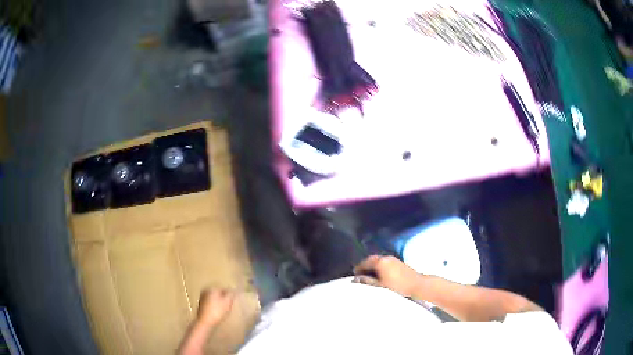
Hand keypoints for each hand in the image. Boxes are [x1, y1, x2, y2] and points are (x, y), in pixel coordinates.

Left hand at [196, 289, 234, 326]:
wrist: (205, 322)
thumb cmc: (217, 311)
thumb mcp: (227, 302)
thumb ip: (230, 295)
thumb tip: (232, 291)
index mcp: (211, 289)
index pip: (223, 289)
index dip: (229, 295)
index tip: (232, 301)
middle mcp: (205, 292)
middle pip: (218, 294)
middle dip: (223, 299)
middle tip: (229, 306)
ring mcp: (201, 299)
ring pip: (213, 300)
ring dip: (218, 304)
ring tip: (224, 311)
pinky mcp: (200, 307)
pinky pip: (210, 305)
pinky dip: (214, 308)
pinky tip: (217, 314)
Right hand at [353, 255, 422, 296]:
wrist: (416, 284)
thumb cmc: (397, 286)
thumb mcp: (380, 285)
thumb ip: (367, 281)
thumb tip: (355, 279)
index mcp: (379, 262)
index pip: (364, 262)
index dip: (358, 268)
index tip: (354, 275)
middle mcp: (385, 257)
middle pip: (371, 259)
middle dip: (365, 265)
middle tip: (360, 274)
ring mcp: (392, 258)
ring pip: (378, 260)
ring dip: (372, 265)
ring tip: (369, 275)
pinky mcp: (398, 262)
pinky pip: (384, 261)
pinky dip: (379, 265)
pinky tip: (379, 274)